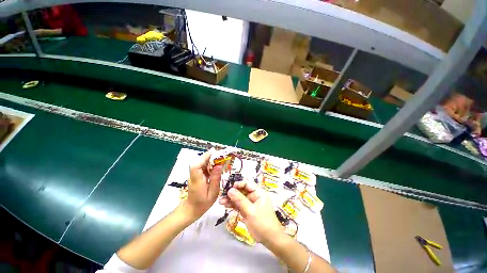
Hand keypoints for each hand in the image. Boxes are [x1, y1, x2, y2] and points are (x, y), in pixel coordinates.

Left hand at [184, 149, 222, 219]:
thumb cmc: (203, 203)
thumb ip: (215, 179)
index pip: (196, 166)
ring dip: (210, 158)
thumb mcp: (213, 193)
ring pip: (200, 162)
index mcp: (197, 181)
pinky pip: (202, 165)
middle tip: (221, 154)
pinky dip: (209, 163)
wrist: (192, 209)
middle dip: (209, 156)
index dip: (204, 157)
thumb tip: (219, 165)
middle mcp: (193, 175)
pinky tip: (216, 164)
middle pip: (198, 161)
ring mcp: (194, 174)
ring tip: (220, 157)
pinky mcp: (196, 174)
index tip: (214, 152)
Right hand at [219, 179, 282, 243]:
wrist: (270, 239)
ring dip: (230, 199)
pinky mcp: (247, 210)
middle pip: (242, 191)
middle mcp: (254, 196)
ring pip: (239, 198)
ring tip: (221, 201)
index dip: (238, 184)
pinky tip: (225, 205)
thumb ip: (240, 200)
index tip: (229, 187)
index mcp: (259, 192)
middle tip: (222, 194)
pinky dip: (232, 205)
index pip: (247, 184)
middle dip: (232, 192)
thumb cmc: (262, 223)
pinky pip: (239, 205)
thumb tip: (230, 190)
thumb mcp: (251, 211)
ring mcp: (250, 203)